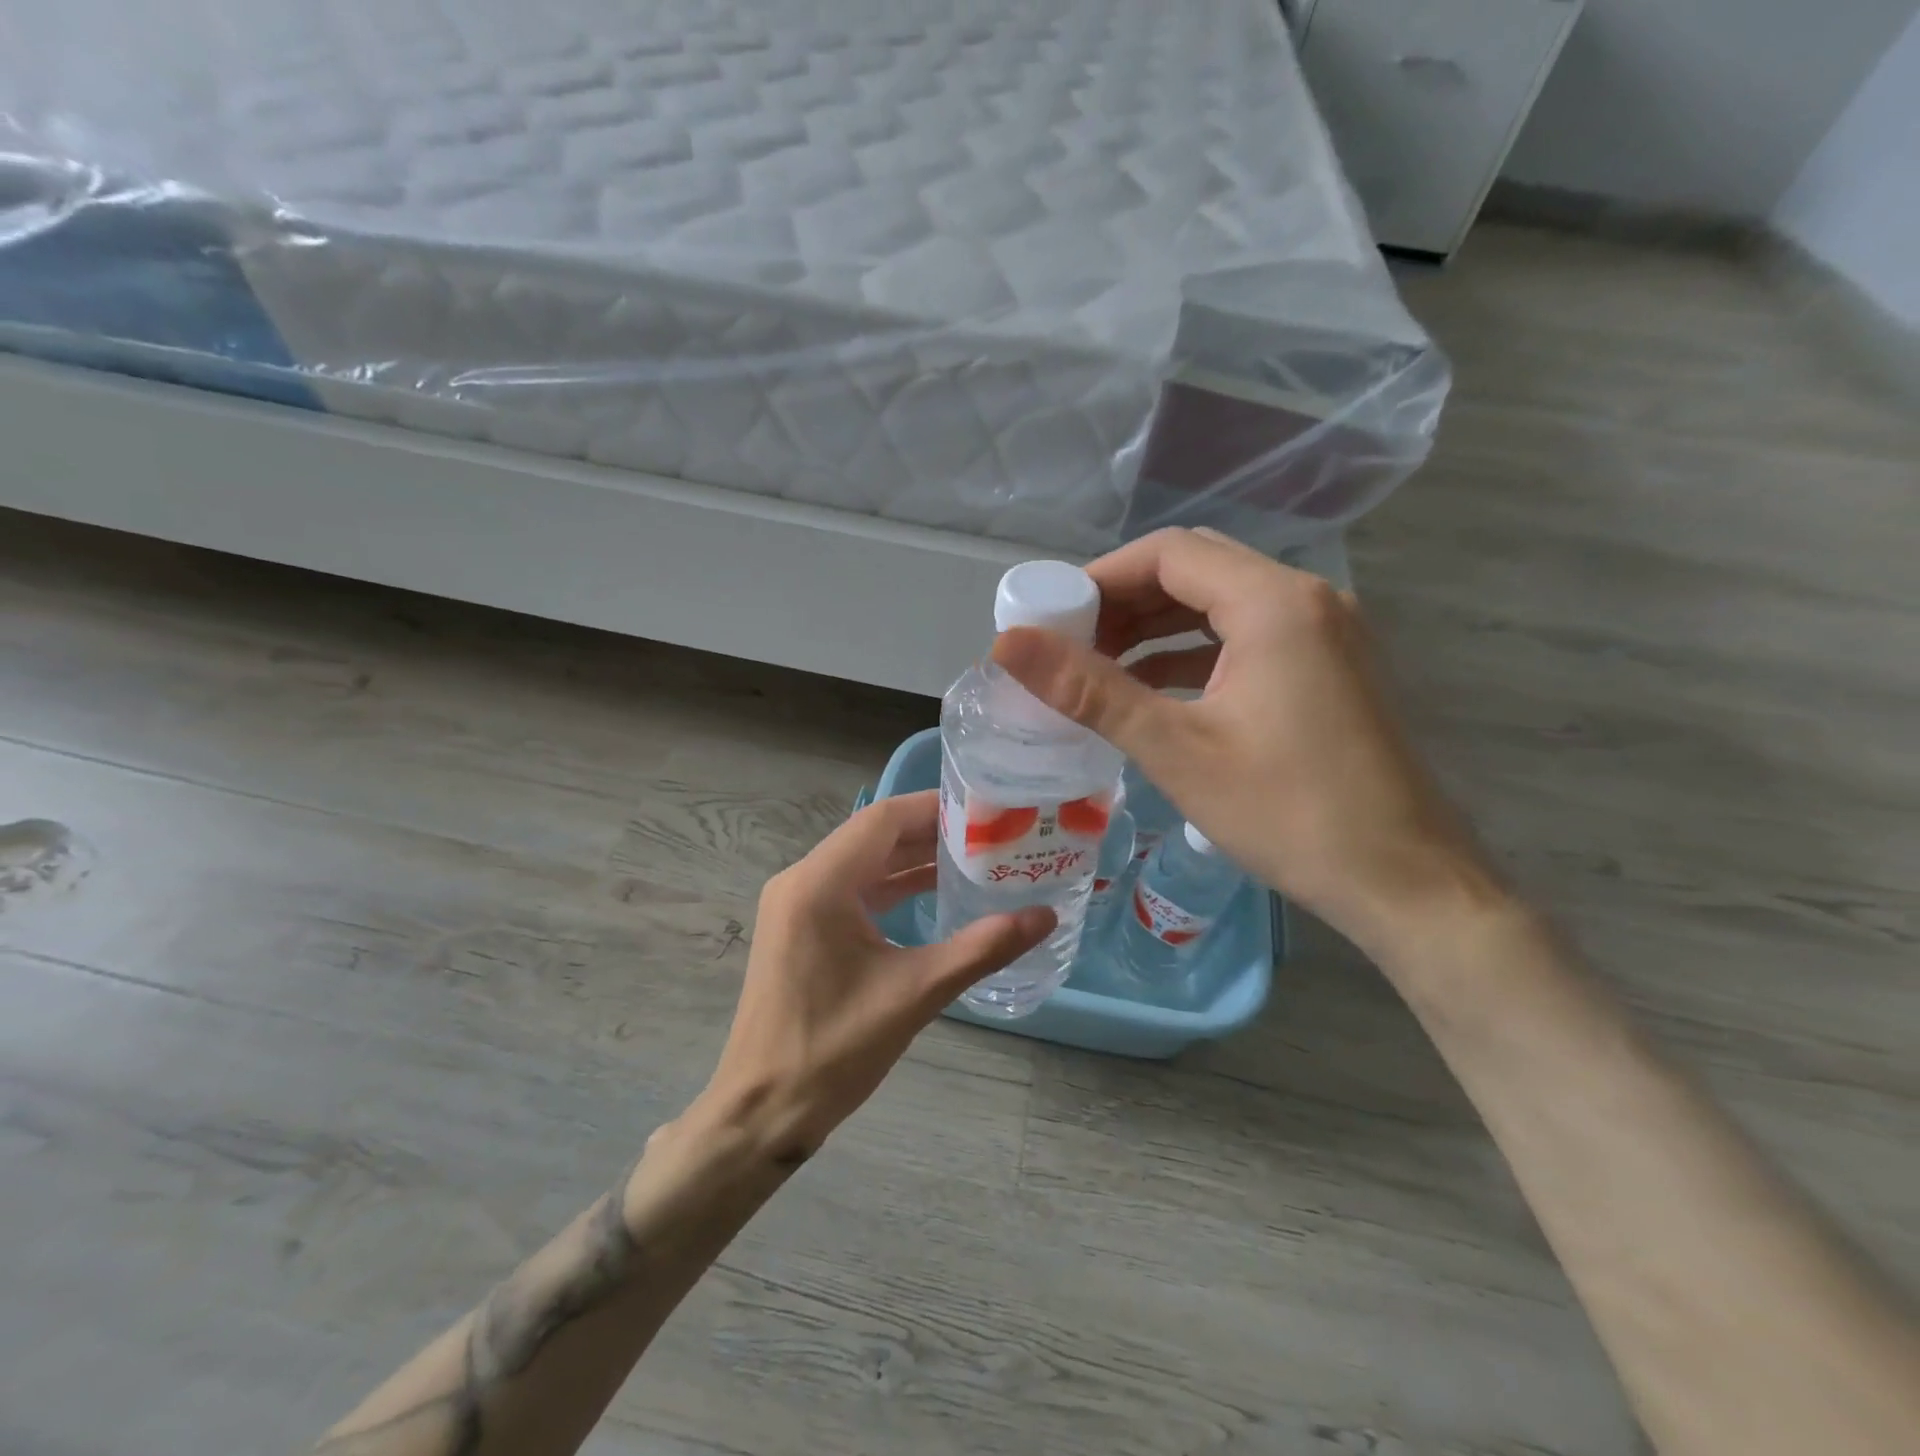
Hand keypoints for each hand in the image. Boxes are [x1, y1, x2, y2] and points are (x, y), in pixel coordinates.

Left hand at [690, 791, 1052, 1164]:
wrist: (763, 1111)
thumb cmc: (834, 1050)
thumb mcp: (916, 994)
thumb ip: (982, 948)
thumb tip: (1045, 917)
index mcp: (820, 883)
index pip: (884, 819)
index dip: (935, 808)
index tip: (986, 811)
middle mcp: (802, 880)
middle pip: (874, 836)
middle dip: (931, 833)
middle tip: (991, 835)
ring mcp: (797, 904)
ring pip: (864, 862)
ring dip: (913, 859)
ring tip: (974, 859)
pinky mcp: (800, 927)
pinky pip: (852, 890)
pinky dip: (892, 886)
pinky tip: (934, 893)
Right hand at [992, 527, 1502, 958]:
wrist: (1406, 884)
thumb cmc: (1289, 813)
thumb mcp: (1176, 749)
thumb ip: (1090, 690)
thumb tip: (1007, 644)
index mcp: (1274, 602)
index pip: (1169, 553)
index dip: (1101, 578)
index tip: (1052, 618)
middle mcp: (1307, 599)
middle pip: (1196, 571)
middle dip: (1125, 602)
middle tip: (1070, 645)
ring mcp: (1327, 632)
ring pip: (1222, 604)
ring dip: (1158, 628)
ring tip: (1100, 668)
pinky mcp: (1331, 667)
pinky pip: (1249, 637)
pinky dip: (1195, 653)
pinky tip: (1155, 690)